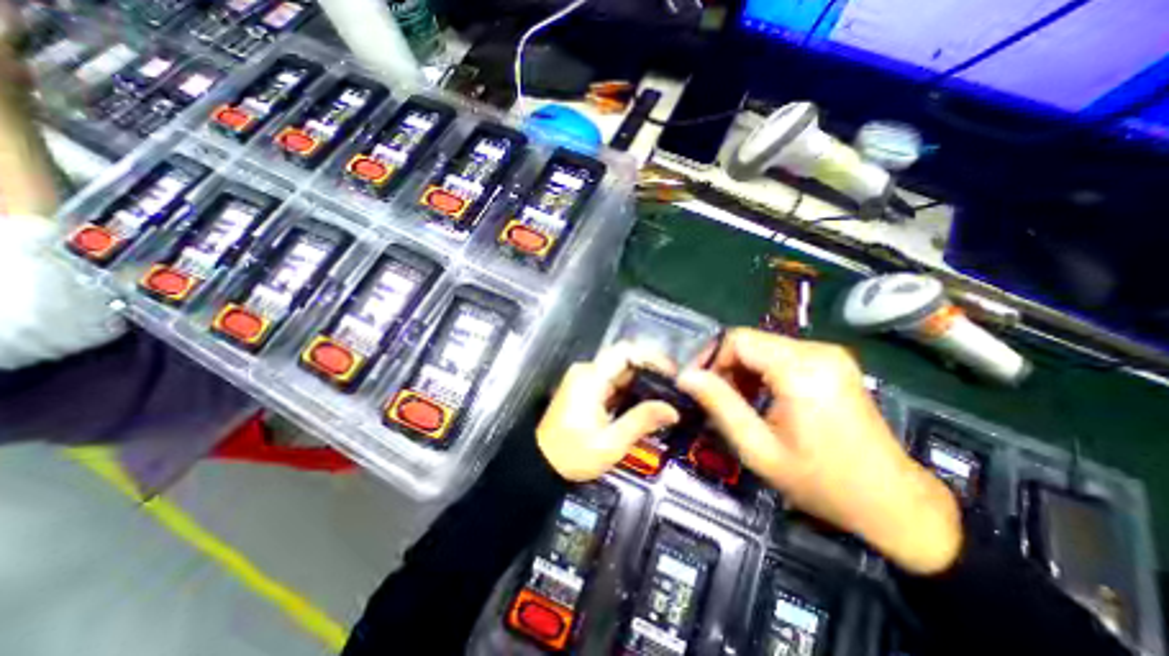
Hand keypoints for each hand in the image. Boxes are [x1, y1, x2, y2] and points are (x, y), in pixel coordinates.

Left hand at [541, 343, 682, 481]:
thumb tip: (671, 410)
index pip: (624, 352)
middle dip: (650, 372)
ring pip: (620, 371)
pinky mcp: (584, 390)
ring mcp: (584, 380)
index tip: (671, 372)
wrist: (540, 463)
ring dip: (641, 382)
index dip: (651, 357)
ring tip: (664, 398)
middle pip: (624, 360)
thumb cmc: (571, 455)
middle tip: (673, 389)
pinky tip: (644, 405)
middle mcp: (587, 372)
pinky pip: (612, 382)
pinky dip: (629, 391)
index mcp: (591, 379)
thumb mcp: (610, 443)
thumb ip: (641, 422)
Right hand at [671, 329, 962, 572]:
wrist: (894, 502)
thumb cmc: (822, 481)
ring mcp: (829, 354)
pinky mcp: (832, 362)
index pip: (737, 340)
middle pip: (750, 340)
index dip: (709, 357)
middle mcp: (817, 351)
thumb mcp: (758, 449)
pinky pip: (781, 354)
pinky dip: (761, 371)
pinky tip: (760, 397)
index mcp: (801, 370)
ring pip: (763, 346)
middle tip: (715, 399)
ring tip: (736, 402)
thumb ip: (720, 405)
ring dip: (742, 369)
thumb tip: (685, 377)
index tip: (696, 385)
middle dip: (724, 366)